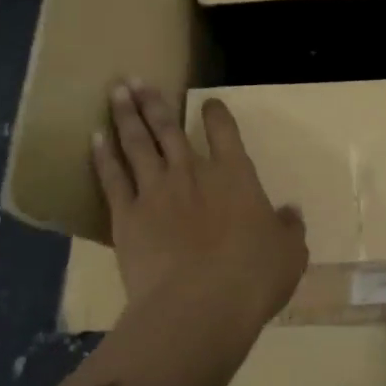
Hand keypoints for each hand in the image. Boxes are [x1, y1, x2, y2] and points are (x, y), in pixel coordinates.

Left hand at [93, 82, 307, 329]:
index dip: (217, 114)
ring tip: (116, 92)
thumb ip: (289, 229)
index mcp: (235, 176)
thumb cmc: (252, 277)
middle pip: (170, 128)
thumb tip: (290, 214)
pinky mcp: (127, 216)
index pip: (225, 132)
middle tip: (137, 80)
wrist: (199, 305)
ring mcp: (155, 191)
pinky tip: (95, 138)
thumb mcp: (289, 254)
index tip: (209, 102)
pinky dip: (103, 156)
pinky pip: (113, 178)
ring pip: (138, 144)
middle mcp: (192, 173)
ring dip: (127, 116)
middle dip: (154, 102)